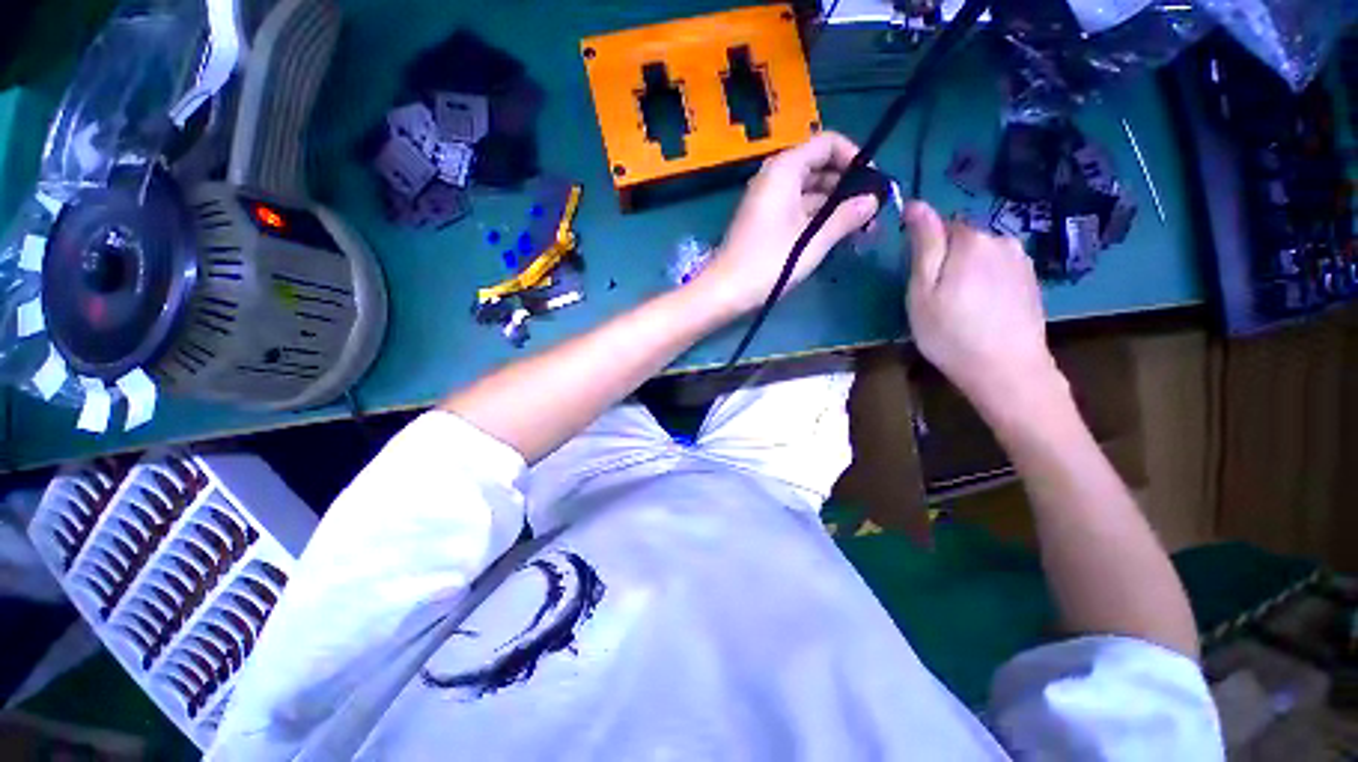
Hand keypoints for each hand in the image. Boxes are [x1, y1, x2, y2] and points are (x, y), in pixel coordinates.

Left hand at [692, 131, 879, 315]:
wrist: (725, 291)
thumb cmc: (769, 262)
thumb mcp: (812, 240)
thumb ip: (845, 216)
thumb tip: (872, 201)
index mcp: (785, 170)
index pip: (828, 143)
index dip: (855, 157)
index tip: (874, 183)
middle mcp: (775, 178)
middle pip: (820, 167)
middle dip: (849, 186)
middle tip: (872, 212)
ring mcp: (768, 201)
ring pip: (810, 192)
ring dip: (836, 206)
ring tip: (861, 229)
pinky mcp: (765, 222)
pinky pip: (798, 210)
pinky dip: (818, 219)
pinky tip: (836, 236)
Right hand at [904, 201, 1062, 415]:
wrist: (1006, 370)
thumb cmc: (950, 332)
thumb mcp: (922, 290)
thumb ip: (923, 244)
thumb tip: (916, 204)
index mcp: (971, 240)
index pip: (941, 223)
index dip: (925, 246)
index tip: (917, 274)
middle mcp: (1002, 240)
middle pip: (963, 238)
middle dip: (947, 258)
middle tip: (934, 295)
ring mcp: (1021, 260)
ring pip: (982, 253)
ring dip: (967, 269)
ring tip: (958, 303)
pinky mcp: (1032, 280)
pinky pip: (999, 268)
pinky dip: (986, 280)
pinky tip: (981, 307)